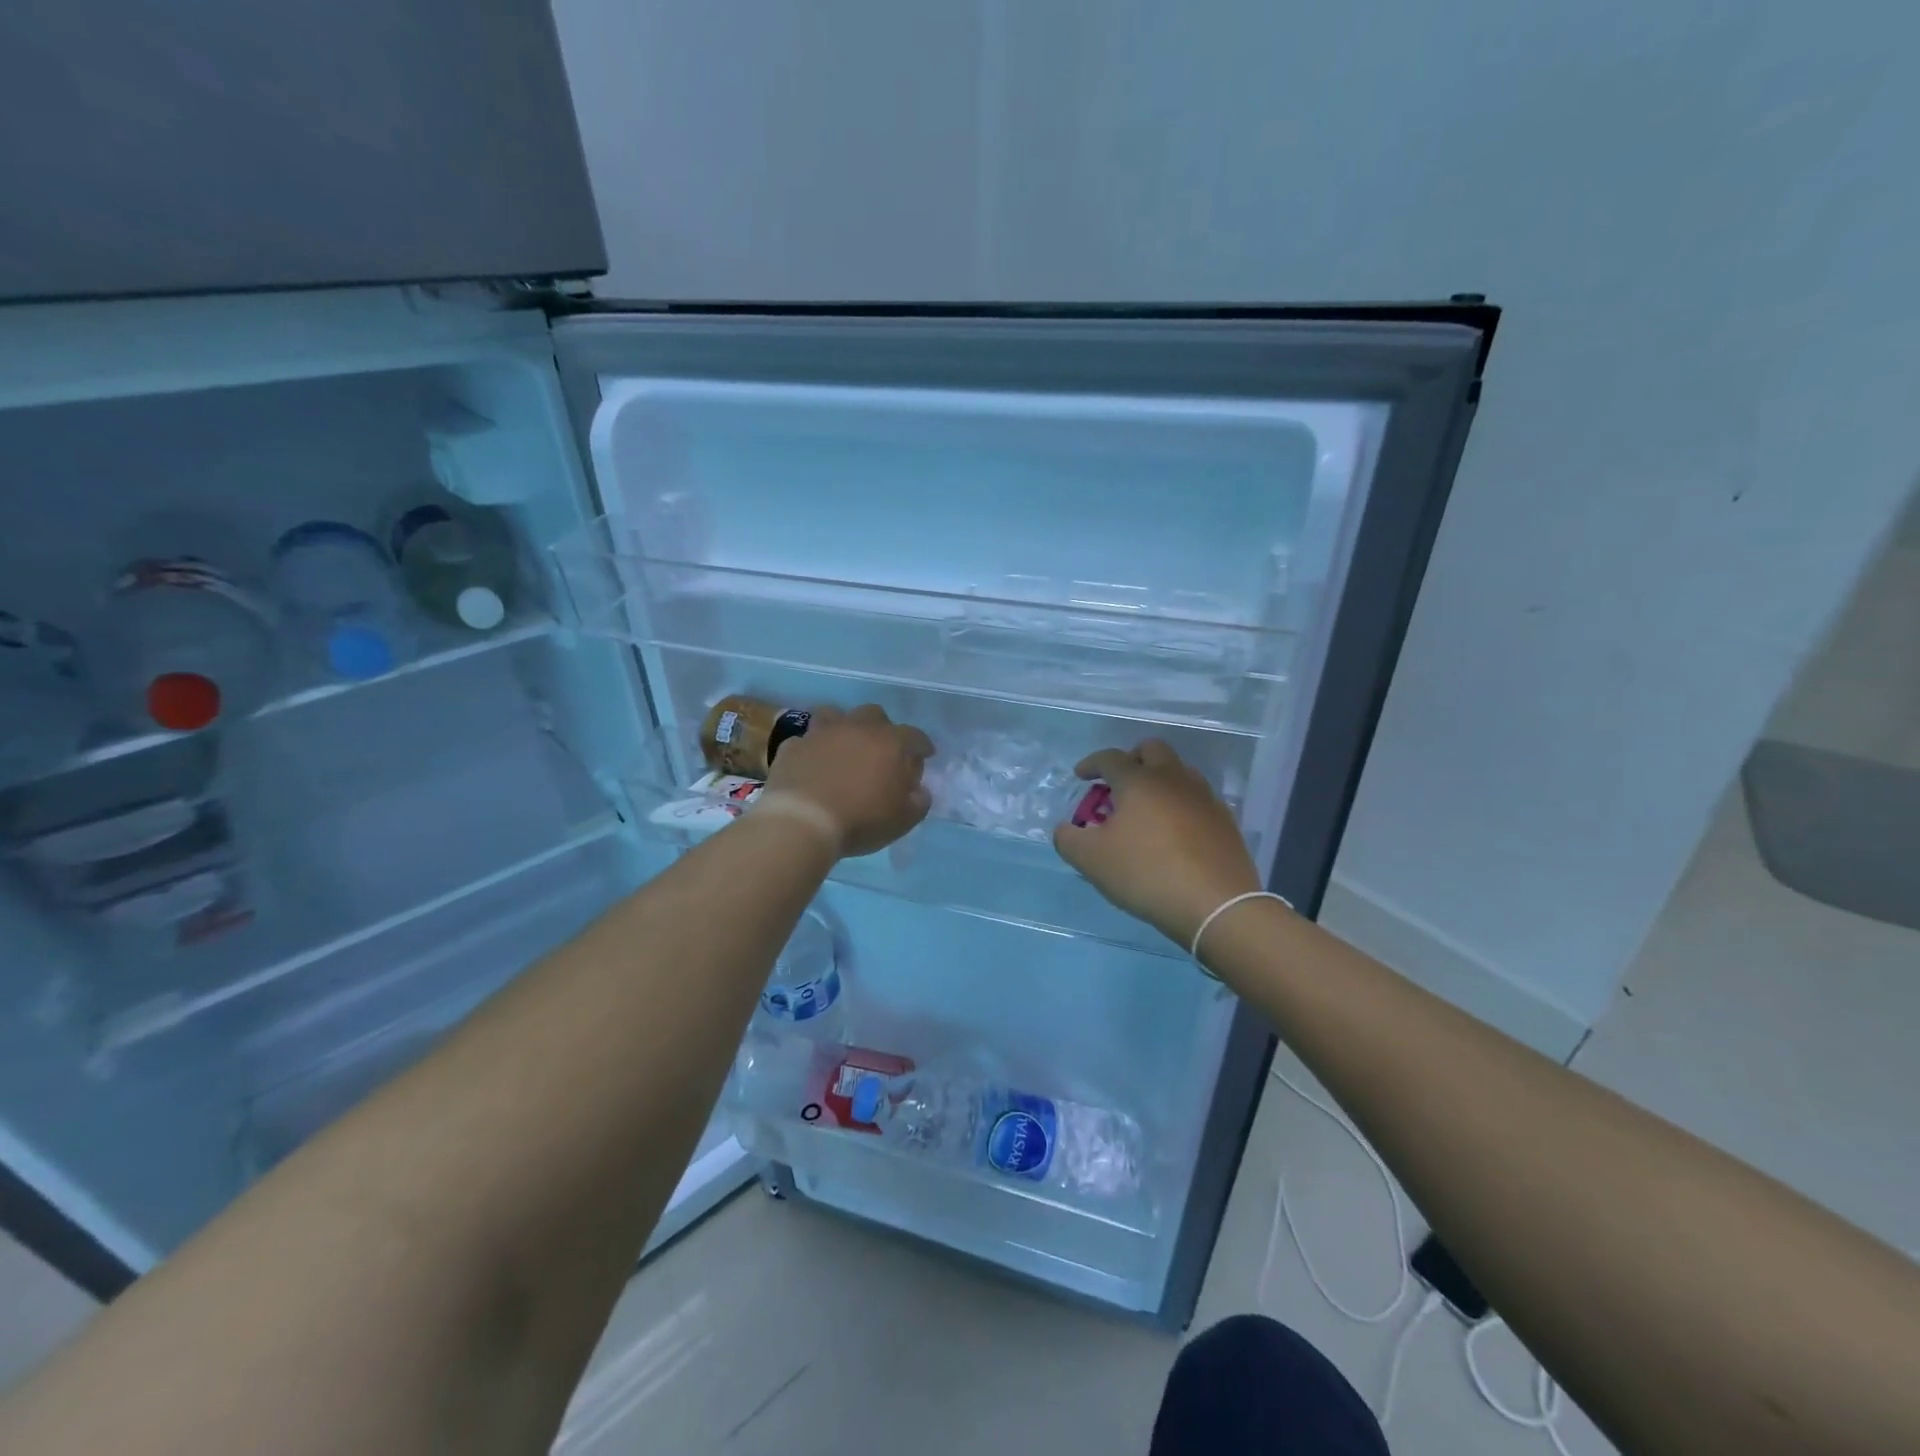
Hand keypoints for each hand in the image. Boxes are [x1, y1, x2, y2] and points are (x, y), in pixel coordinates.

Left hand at [762, 704, 933, 857]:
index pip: (915, 736)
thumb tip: (919, 790)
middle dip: (881, 729)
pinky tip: (811, 763)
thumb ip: (918, 800)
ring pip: (835, 714)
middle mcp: (857, 728)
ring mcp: (821, 733)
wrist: (801, 822)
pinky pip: (805, 740)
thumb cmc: (860, 820)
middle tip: (881, 752)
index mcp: (890, 742)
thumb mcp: (903, 820)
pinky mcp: (793, 746)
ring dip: (843, 727)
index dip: (922, 746)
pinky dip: (811, 748)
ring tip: (843, 747)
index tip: (925, 756)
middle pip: (874, 715)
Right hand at [1053, 739, 1261, 948]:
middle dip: (1131, 759)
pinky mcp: (1224, 821)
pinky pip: (1197, 799)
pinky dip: (1180, 804)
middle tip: (1118, 783)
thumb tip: (1066, 829)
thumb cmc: (1146, 873)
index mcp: (1138, 781)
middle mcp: (1173, 779)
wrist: (1216, 904)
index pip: (1110, 758)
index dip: (1091, 764)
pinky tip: (1173, 831)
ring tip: (1146, 809)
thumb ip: (1068, 839)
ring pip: (1179, 772)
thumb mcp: (1091, 860)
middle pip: (1152, 749)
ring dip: (1159, 780)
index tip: (1081, 776)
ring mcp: (1204, 797)